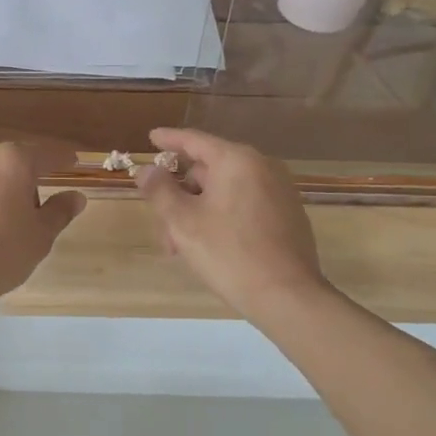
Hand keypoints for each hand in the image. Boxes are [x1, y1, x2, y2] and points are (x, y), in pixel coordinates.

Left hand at [0, 144, 86, 309]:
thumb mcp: (40, 235)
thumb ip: (60, 211)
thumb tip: (76, 196)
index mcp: (13, 160)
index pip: (47, 155)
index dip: (64, 160)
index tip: (74, 161)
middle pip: (14, 164)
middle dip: (27, 181)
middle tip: (36, 212)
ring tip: (4, 225)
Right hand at [133, 128, 327, 323]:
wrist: (288, 296)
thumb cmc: (229, 253)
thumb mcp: (183, 222)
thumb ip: (159, 190)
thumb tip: (146, 170)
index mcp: (237, 160)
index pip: (194, 140)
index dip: (169, 139)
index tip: (151, 138)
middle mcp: (262, 167)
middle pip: (208, 170)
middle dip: (181, 195)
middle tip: (163, 227)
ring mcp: (280, 191)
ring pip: (225, 191)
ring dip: (198, 211)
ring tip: (183, 247)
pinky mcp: (288, 214)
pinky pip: (245, 204)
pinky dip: (223, 216)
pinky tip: (212, 246)